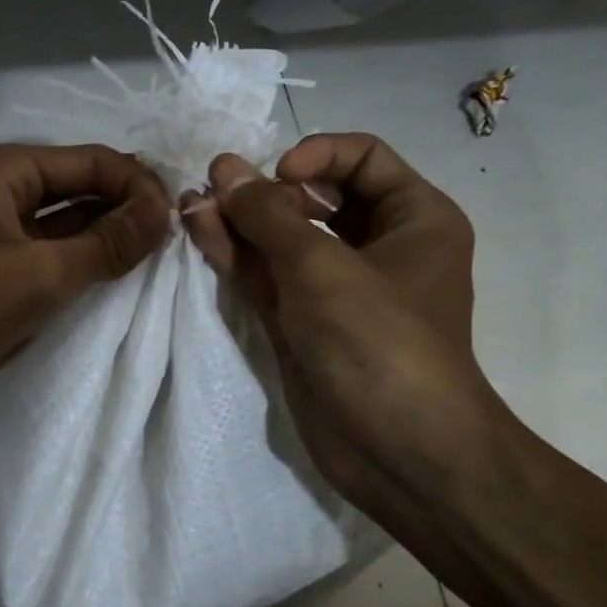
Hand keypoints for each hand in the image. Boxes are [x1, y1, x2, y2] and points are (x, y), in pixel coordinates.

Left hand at [0, 143, 171, 422]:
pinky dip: (89, 264)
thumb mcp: (41, 273)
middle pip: (83, 188)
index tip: (177, 220)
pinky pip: (58, 257)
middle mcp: (6, 192)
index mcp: (6, 171)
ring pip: (72, 224)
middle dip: (128, 210)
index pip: (92, 162)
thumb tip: (165, 210)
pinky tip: (124, 279)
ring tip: (160, 259)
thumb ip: (107, 242)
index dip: (138, 186)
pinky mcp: (5, 272)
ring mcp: (4, 234)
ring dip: (112, 238)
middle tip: (176, 240)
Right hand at [183, 133, 508, 528]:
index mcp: (414, 218)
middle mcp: (378, 247)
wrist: (399, 451)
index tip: (276, 177)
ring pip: (283, 240)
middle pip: (316, 197)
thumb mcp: (321, 267)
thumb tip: (224, 171)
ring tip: (192, 201)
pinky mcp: (303, 323)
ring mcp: (336, 289)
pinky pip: (268, 276)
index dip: (316, 155)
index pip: (363, 157)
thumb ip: (267, 216)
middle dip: (265, 190)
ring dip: (240, 221)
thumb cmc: (378, 342)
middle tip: (215, 187)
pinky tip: (199, 229)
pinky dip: (236, 255)